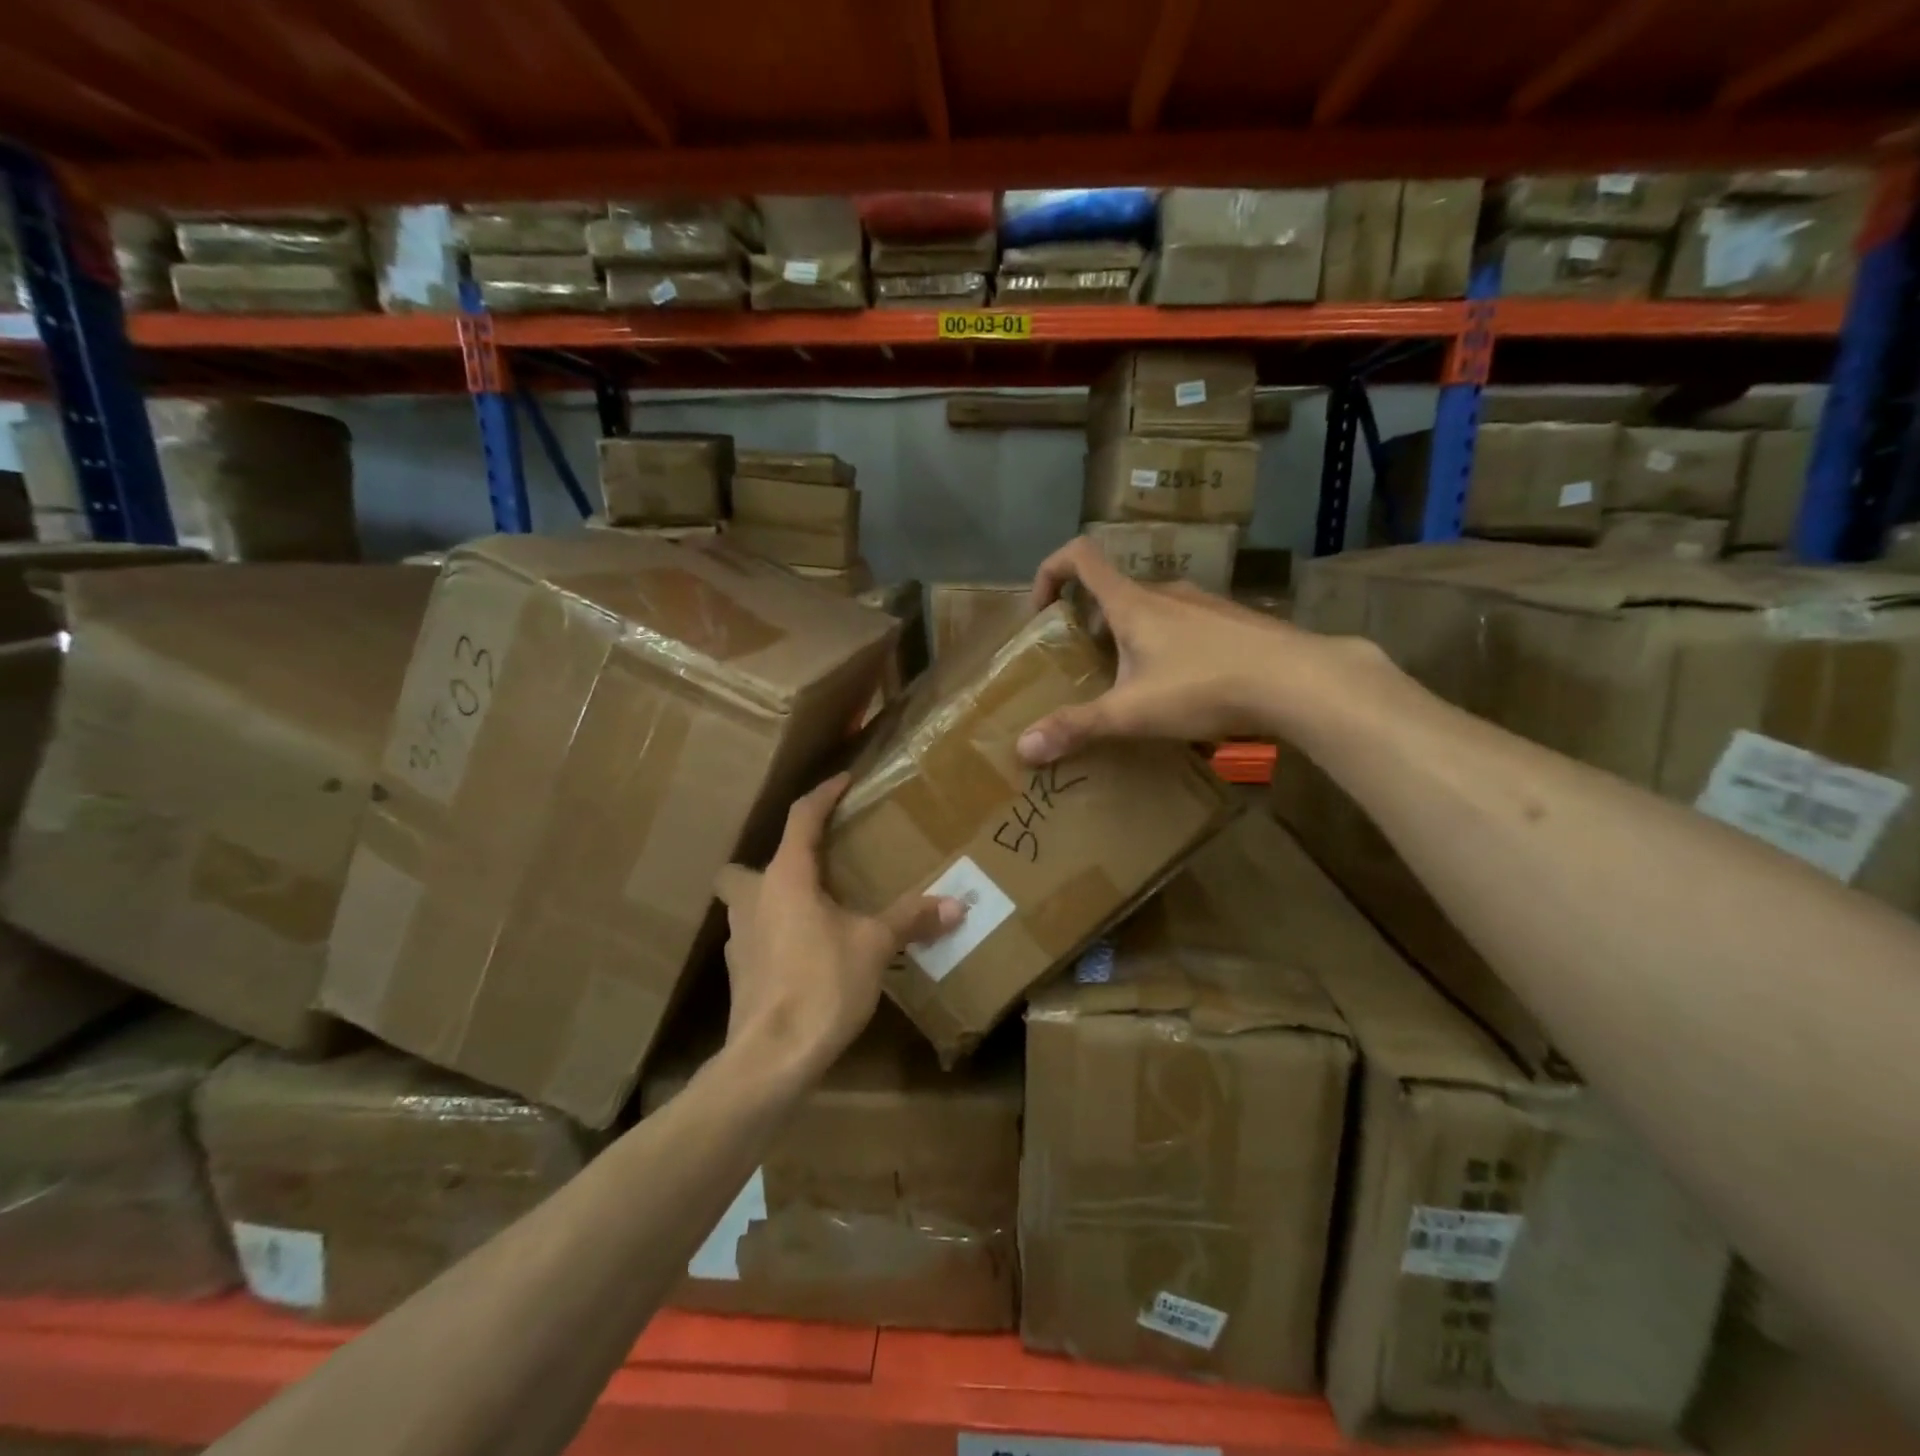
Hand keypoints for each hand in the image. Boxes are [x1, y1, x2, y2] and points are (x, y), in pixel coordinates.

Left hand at [714, 774, 962, 1081]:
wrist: (772, 1057)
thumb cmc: (822, 984)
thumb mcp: (874, 946)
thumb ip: (912, 919)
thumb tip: (958, 904)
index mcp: (785, 878)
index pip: (800, 819)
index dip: (823, 795)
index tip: (843, 780)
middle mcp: (753, 900)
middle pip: (745, 866)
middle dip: (772, 862)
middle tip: (811, 869)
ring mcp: (738, 940)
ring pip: (746, 905)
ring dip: (772, 901)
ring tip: (814, 913)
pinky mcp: (738, 975)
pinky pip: (754, 940)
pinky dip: (775, 937)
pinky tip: (804, 955)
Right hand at [1016, 536, 1303, 764]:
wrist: (1301, 681)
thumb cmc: (1205, 686)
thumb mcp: (1132, 712)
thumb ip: (1078, 727)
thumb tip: (1023, 747)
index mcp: (1133, 603)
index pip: (1080, 556)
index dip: (1049, 572)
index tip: (1043, 611)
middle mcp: (1167, 592)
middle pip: (1114, 591)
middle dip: (1090, 623)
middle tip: (1087, 666)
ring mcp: (1206, 604)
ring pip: (1153, 610)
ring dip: (1131, 636)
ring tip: (1135, 683)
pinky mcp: (1235, 622)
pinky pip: (1187, 625)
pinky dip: (1169, 646)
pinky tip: (1185, 688)